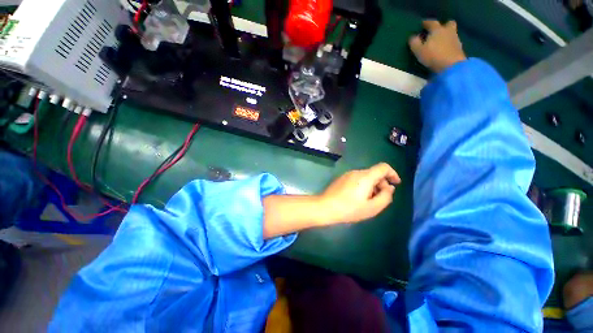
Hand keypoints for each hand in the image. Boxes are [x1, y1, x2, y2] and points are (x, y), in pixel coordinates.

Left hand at [318, 163, 400, 224]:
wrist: (325, 207)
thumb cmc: (349, 209)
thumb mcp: (372, 207)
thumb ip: (385, 197)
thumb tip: (389, 187)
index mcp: (365, 176)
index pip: (383, 167)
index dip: (393, 174)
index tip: (396, 184)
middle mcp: (357, 172)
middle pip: (374, 173)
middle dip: (382, 184)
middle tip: (381, 199)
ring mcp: (348, 174)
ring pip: (366, 177)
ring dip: (372, 186)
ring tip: (369, 201)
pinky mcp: (342, 178)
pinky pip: (357, 179)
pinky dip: (363, 186)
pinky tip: (359, 198)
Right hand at [409, 20, 466, 72]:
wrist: (451, 66)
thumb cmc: (433, 56)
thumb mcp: (418, 51)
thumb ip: (414, 43)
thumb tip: (413, 37)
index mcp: (437, 30)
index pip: (431, 23)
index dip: (426, 23)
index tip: (422, 24)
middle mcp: (447, 31)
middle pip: (448, 24)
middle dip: (443, 26)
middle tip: (437, 31)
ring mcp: (455, 39)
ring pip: (451, 33)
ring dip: (446, 35)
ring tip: (440, 42)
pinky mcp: (459, 48)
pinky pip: (453, 42)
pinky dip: (449, 44)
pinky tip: (445, 49)